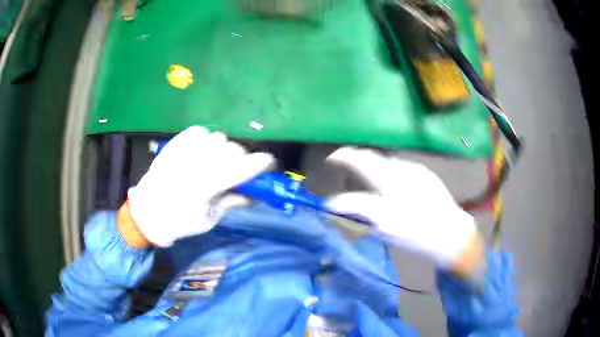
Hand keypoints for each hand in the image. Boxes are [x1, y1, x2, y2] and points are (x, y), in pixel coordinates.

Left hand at [121, 126, 274, 247]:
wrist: (148, 212)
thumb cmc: (180, 222)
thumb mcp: (209, 219)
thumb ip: (231, 202)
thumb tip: (253, 195)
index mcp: (204, 188)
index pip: (239, 169)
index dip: (259, 164)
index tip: (269, 163)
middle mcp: (194, 164)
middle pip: (232, 149)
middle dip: (243, 159)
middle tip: (240, 170)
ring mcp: (183, 151)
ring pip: (218, 138)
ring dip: (224, 149)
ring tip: (218, 161)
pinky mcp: (174, 144)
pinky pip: (200, 131)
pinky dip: (207, 139)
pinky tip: (203, 151)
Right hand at [326, 147, 482, 273]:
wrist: (451, 234)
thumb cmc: (416, 235)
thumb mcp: (384, 226)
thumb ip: (358, 210)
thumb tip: (336, 203)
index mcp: (390, 185)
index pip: (358, 165)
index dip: (341, 159)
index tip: (331, 160)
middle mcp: (401, 171)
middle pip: (371, 157)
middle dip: (354, 156)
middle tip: (343, 162)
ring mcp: (414, 170)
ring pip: (386, 162)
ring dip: (372, 165)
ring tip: (367, 176)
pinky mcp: (424, 172)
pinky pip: (400, 167)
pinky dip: (388, 171)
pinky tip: (392, 184)